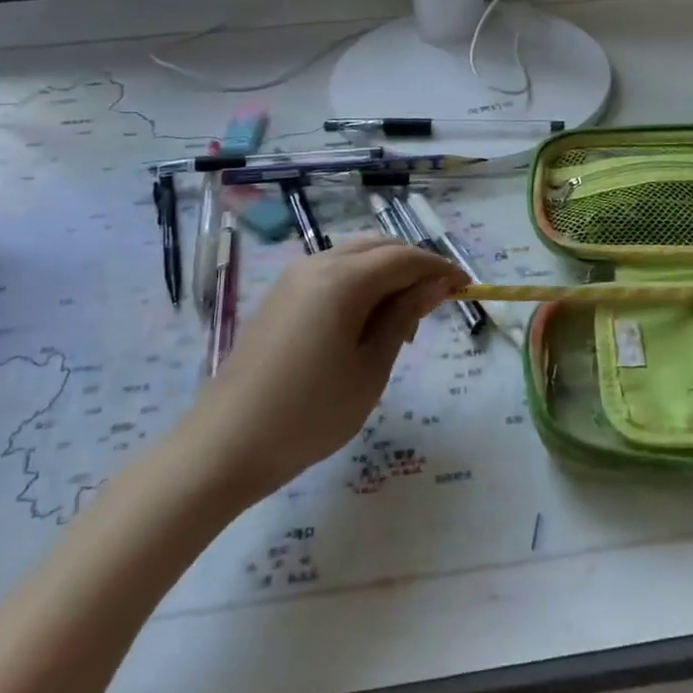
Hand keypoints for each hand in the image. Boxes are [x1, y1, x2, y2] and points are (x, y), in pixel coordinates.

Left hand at [185, 238, 461, 503]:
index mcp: (343, 279)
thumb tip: (436, 285)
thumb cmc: (310, 413)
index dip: (440, 268)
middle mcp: (317, 264)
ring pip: (355, 256)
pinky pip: (332, 272)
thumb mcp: (370, 368)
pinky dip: (359, 284)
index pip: (405, 258)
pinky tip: (364, 323)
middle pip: (379, 247)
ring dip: (386, 274)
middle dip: (414, 267)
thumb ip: (404, 317)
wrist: (225, 445)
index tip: (466, 287)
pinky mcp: (280, 296)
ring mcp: (293, 278)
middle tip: (436, 305)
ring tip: (401, 321)